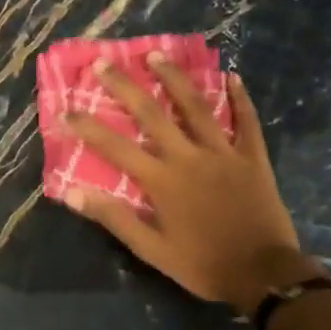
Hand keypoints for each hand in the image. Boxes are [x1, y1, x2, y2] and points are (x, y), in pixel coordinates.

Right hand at [62, 54, 304, 315]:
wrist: (264, 274)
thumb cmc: (202, 264)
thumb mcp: (151, 249)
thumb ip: (114, 218)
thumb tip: (73, 193)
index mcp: (162, 181)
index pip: (116, 147)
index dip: (89, 127)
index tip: (66, 110)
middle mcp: (189, 157)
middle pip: (152, 114)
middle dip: (125, 87)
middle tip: (103, 63)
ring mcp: (224, 153)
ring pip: (196, 107)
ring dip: (174, 78)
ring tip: (156, 54)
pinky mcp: (253, 157)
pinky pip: (246, 120)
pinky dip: (239, 98)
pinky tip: (232, 76)